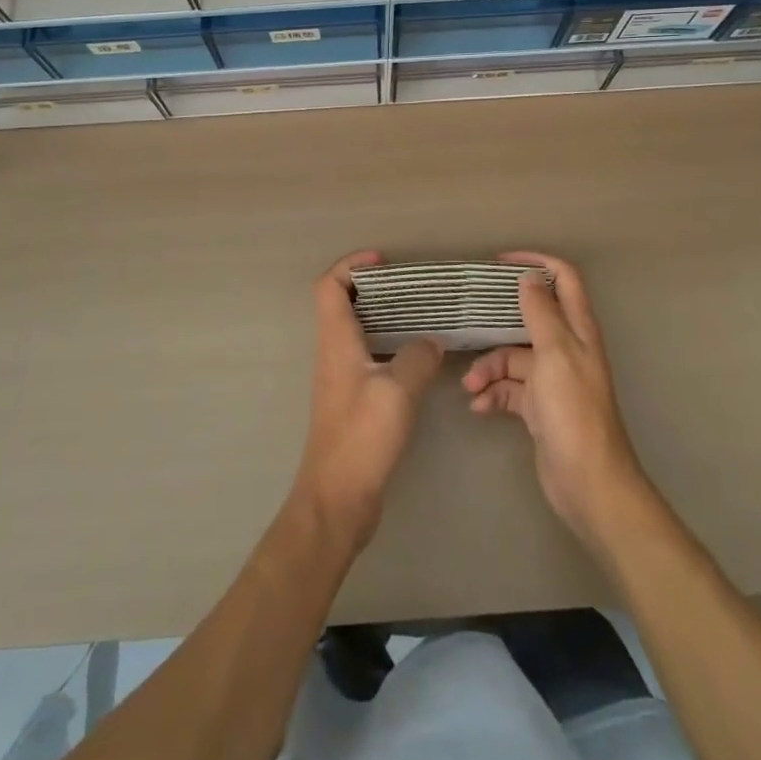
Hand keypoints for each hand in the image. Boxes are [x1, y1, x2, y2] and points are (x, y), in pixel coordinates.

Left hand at [293, 252, 443, 550]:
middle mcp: (333, 353)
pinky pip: (368, 356)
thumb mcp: (397, 391)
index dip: (351, 264)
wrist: (337, 499)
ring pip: (356, 330)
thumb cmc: (362, 437)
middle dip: (373, 286)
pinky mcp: (352, 400)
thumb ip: (418, 358)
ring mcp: (341, 378)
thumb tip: (431, 341)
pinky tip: (418, 358)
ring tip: (420, 314)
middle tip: (410, 285)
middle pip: (342, 303)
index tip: (383, 260)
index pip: (329, 285)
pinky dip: (389, 345)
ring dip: (382, 315)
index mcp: (336, 341)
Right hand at [463, 251, 650, 544]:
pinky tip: (479, 406)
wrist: (588, 484)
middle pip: (529, 318)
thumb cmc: (573, 412)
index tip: (500, 262)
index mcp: (577, 330)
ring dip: (489, 367)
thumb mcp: (555, 354)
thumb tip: (529, 277)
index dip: (536, 262)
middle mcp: (566, 349)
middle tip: (468, 317)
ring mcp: (551, 379)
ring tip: (470, 386)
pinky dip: (492, 393)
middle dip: (497, 320)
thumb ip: (541, 313)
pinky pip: (509, 389)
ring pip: (512, 357)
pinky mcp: (538, 407)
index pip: (563, 278)